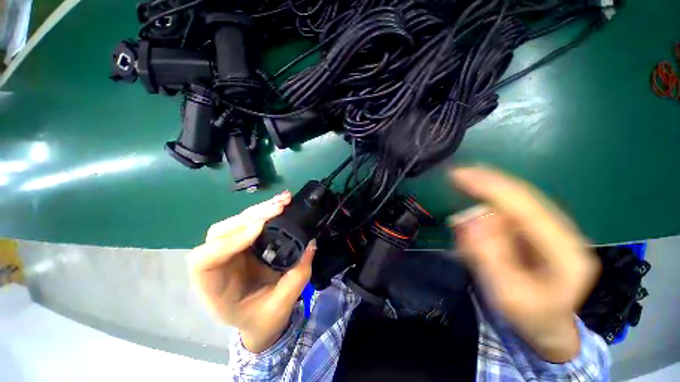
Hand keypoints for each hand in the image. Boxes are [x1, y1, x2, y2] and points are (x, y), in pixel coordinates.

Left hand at [188, 191, 315, 352]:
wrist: (258, 320)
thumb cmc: (262, 319)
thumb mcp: (281, 305)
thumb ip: (297, 276)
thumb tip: (311, 244)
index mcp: (215, 289)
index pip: (205, 259)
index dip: (229, 240)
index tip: (260, 228)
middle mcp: (216, 265)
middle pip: (220, 233)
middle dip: (249, 217)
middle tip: (278, 208)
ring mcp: (229, 251)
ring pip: (235, 222)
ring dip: (260, 209)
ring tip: (283, 201)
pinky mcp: (243, 243)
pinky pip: (250, 222)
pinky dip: (265, 211)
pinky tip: (280, 204)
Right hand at [450, 166, 599, 362]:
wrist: (549, 326)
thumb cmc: (530, 317)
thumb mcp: (508, 296)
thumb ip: (490, 257)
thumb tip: (469, 219)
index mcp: (566, 251)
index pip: (526, 207)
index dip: (490, 186)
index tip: (458, 174)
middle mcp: (563, 232)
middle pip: (521, 196)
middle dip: (486, 183)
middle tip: (455, 174)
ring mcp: (551, 229)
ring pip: (513, 202)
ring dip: (484, 199)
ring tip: (465, 215)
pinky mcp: (537, 231)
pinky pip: (508, 211)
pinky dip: (487, 208)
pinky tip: (475, 221)